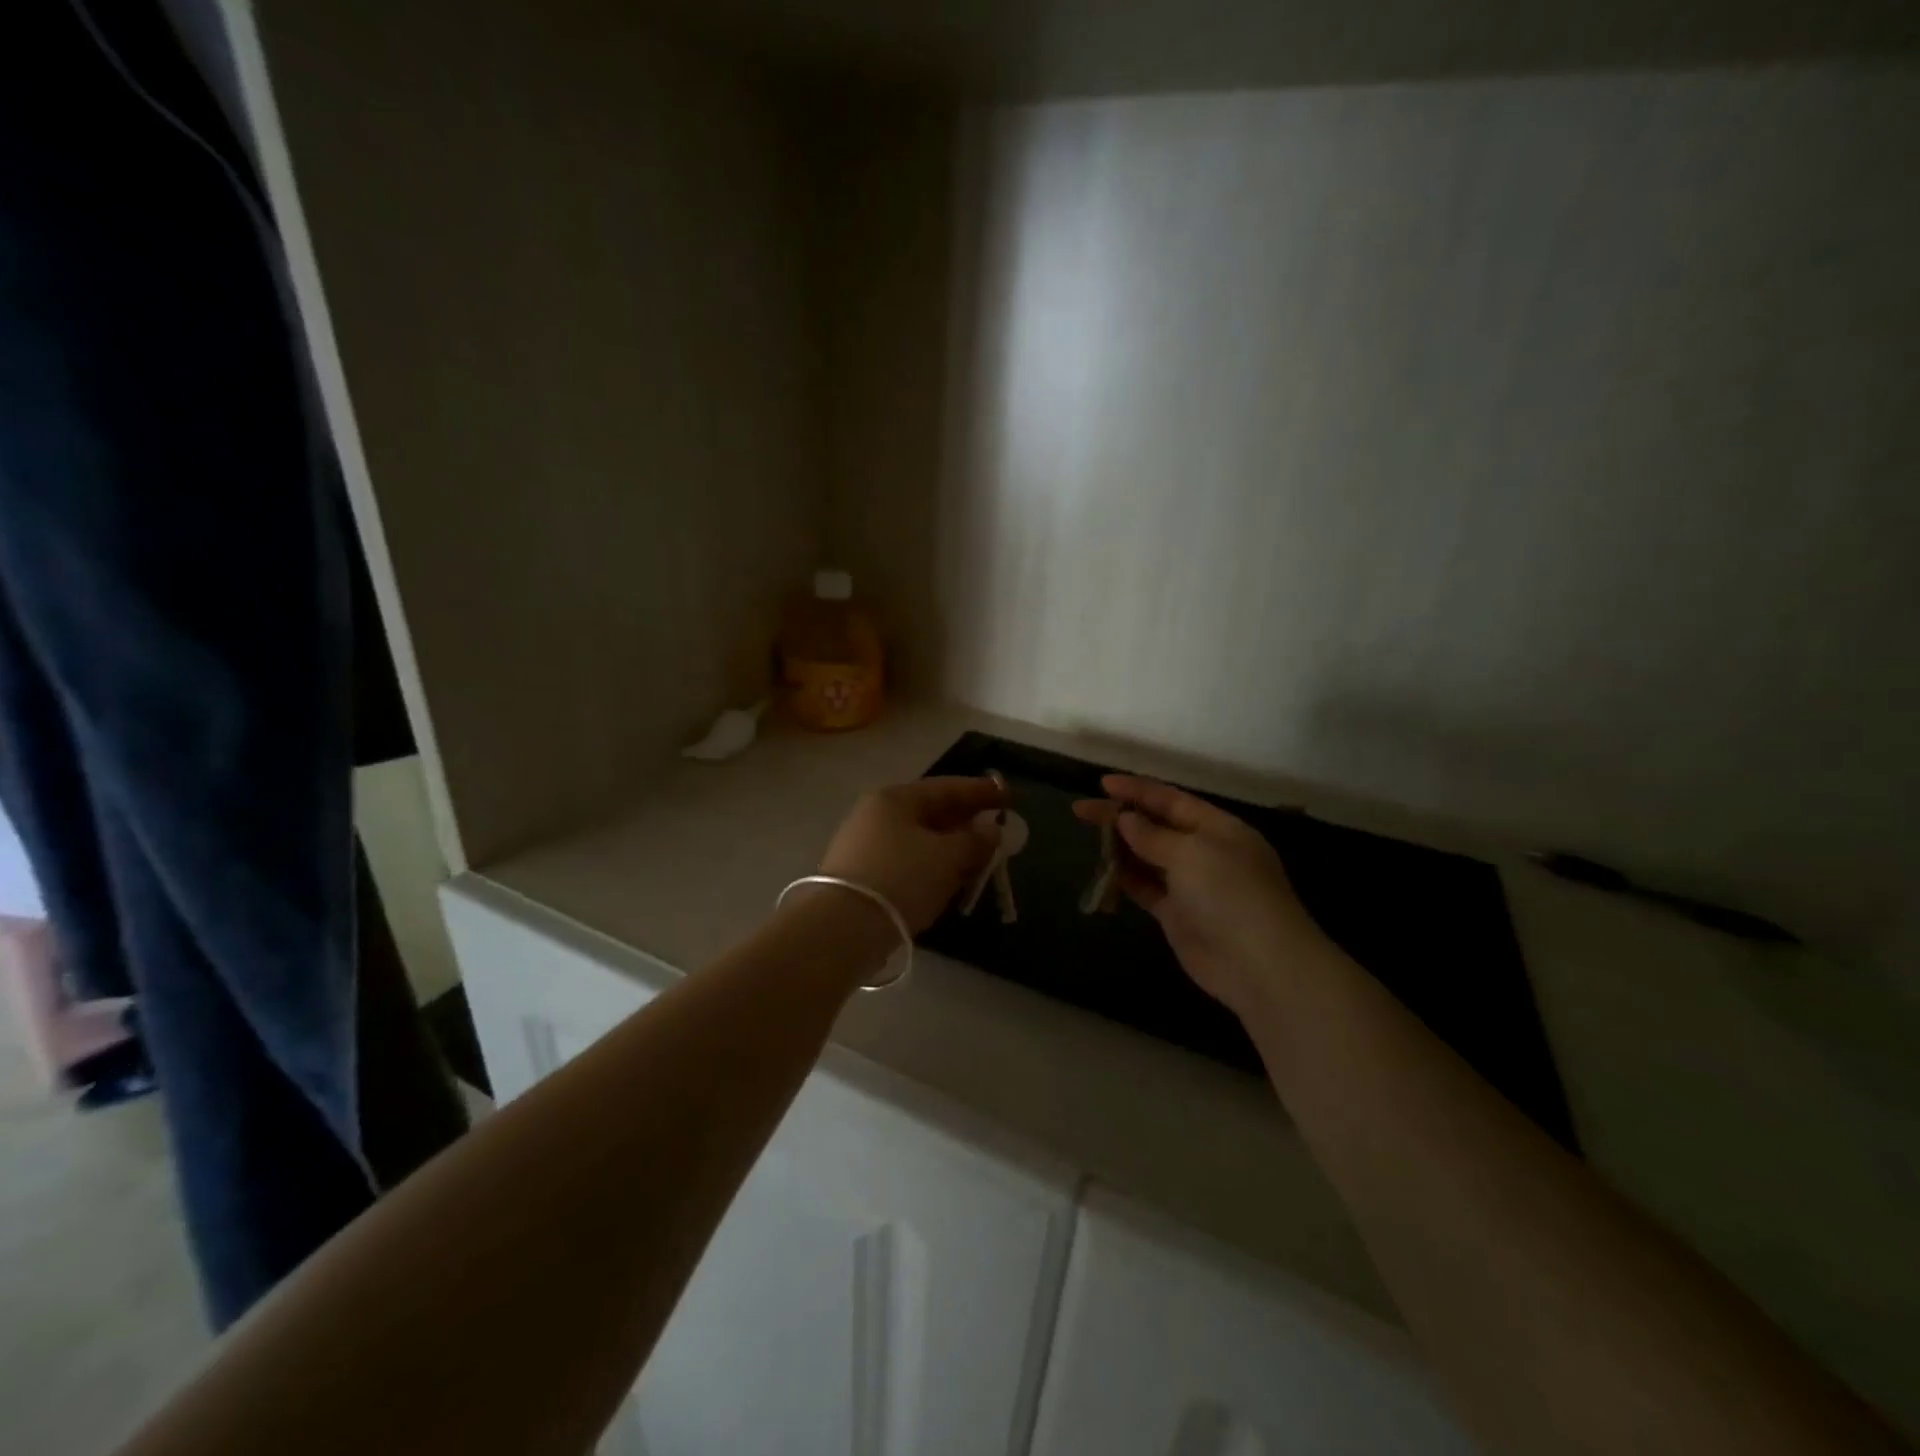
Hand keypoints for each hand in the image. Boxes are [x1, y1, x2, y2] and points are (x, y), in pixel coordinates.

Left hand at [819, 777, 1006, 933]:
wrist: (843, 928)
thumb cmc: (901, 878)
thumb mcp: (946, 857)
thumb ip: (975, 841)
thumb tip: (992, 830)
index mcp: (895, 799)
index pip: (947, 787)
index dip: (981, 792)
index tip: (1009, 797)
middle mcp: (876, 815)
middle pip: (931, 812)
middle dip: (966, 820)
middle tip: (997, 828)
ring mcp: (865, 846)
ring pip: (919, 839)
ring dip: (951, 846)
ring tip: (979, 857)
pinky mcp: (862, 877)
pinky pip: (908, 862)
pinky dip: (933, 866)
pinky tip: (949, 879)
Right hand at [1075, 775, 1332, 1016]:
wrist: (1258, 964)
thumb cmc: (1229, 894)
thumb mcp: (1191, 853)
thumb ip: (1153, 835)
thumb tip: (1125, 819)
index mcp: (1218, 828)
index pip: (1172, 800)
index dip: (1137, 790)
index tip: (1102, 783)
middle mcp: (1205, 852)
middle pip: (1157, 827)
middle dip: (1121, 817)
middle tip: (1081, 810)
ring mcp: (1191, 885)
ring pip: (1148, 858)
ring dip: (1121, 847)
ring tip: (1088, 838)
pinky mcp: (1178, 914)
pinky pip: (1146, 889)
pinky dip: (1125, 879)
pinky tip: (1103, 872)